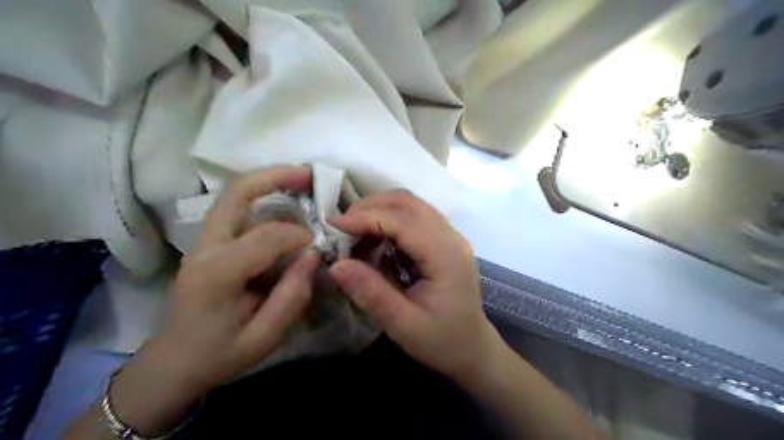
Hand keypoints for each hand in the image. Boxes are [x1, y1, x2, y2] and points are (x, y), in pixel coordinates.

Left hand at [108, 167, 318, 433]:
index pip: (265, 237)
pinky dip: (262, 197)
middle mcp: (205, 247)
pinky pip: (236, 209)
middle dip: (274, 176)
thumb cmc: (219, 355)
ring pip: (234, 195)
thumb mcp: (264, 338)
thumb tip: (313, 255)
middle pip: (235, 193)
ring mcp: (203, 241)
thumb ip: (292, 296)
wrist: (173, 363)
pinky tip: (285, 202)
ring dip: (269, 183)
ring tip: (301, 181)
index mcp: (216, 274)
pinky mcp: (208, 242)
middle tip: (308, 173)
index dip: (299, 236)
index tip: (318, 248)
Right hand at [329, 190, 501, 379]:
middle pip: (408, 203)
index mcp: (446, 256)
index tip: (333, 225)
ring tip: (354, 232)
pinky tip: (375, 239)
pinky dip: (390, 219)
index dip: (366, 218)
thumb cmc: (441, 341)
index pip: (403, 221)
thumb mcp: (403, 326)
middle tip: (341, 226)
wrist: (472, 348)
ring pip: (411, 205)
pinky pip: (414, 217)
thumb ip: (371, 294)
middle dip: (370, 207)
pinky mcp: (444, 240)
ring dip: (380, 210)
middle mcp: (451, 237)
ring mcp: (450, 236)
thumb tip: (335, 265)